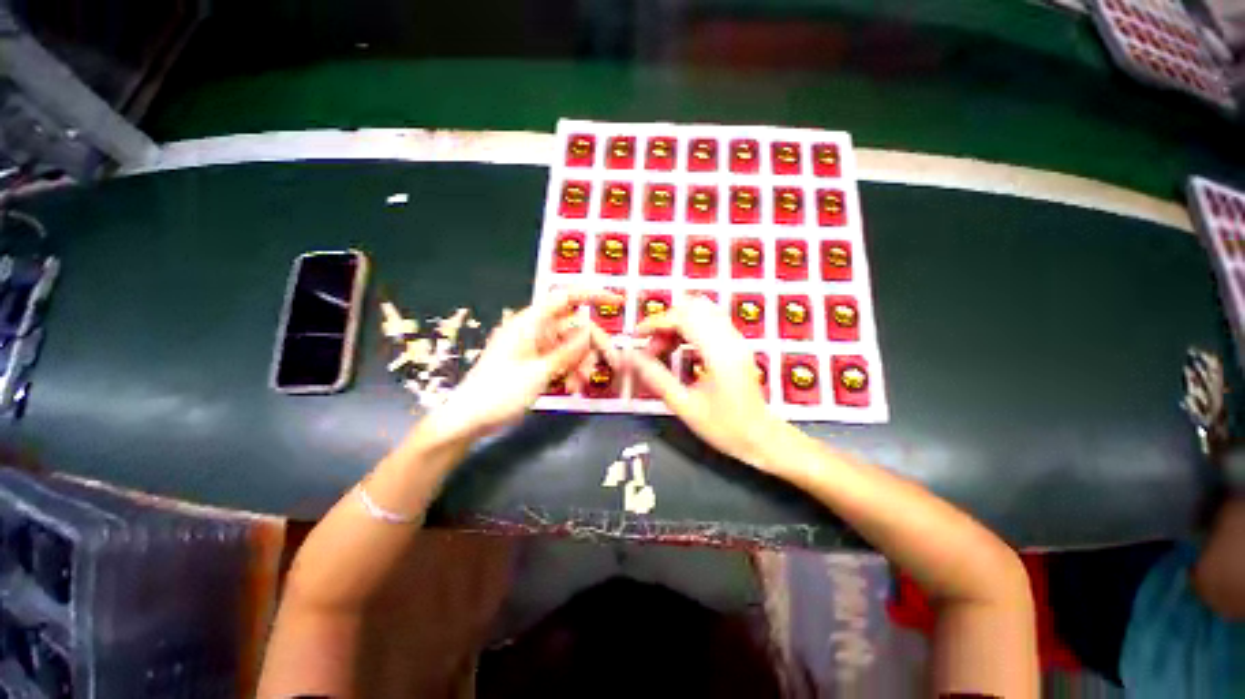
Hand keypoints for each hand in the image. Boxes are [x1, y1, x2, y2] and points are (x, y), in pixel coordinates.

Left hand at [424, 289, 619, 441]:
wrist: (470, 419)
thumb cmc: (499, 393)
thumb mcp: (538, 373)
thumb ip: (567, 352)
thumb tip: (589, 333)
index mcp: (530, 323)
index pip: (565, 298)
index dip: (592, 294)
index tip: (617, 301)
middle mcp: (535, 330)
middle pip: (574, 327)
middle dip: (593, 345)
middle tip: (613, 364)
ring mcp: (535, 347)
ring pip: (570, 346)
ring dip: (582, 363)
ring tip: (582, 384)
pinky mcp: (535, 362)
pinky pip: (561, 360)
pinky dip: (570, 371)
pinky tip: (572, 387)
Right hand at [625, 294, 788, 466]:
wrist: (762, 438)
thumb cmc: (724, 428)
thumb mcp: (684, 406)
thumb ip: (656, 378)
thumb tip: (631, 357)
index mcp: (719, 353)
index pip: (684, 318)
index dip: (656, 322)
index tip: (636, 335)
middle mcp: (730, 339)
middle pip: (693, 307)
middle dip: (666, 321)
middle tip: (651, 346)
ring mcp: (736, 339)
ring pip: (702, 311)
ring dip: (677, 322)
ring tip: (663, 347)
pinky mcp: (737, 344)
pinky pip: (710, 321)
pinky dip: (689, 327)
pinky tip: (679, 348)